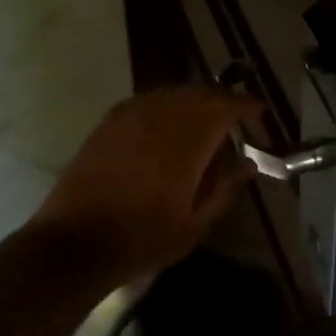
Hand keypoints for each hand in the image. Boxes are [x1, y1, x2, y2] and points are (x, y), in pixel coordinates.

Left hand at [29, 85, 258, 281]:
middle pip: (202, 92)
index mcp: (188, 139)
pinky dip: (168, 106)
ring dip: (196, 102)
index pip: (227, 105)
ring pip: (175, 92)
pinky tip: (168, 129)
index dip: (248, 107)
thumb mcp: (194, 223)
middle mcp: (162, 115)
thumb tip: (248, 163)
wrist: (75, 242)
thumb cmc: (142, 238)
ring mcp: (132, 113)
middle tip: (235, 122)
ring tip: (204, 126)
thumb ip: (225, 187)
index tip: (260, 116)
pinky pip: (150, 100)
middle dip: (224, 102)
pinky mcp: (111, 120)